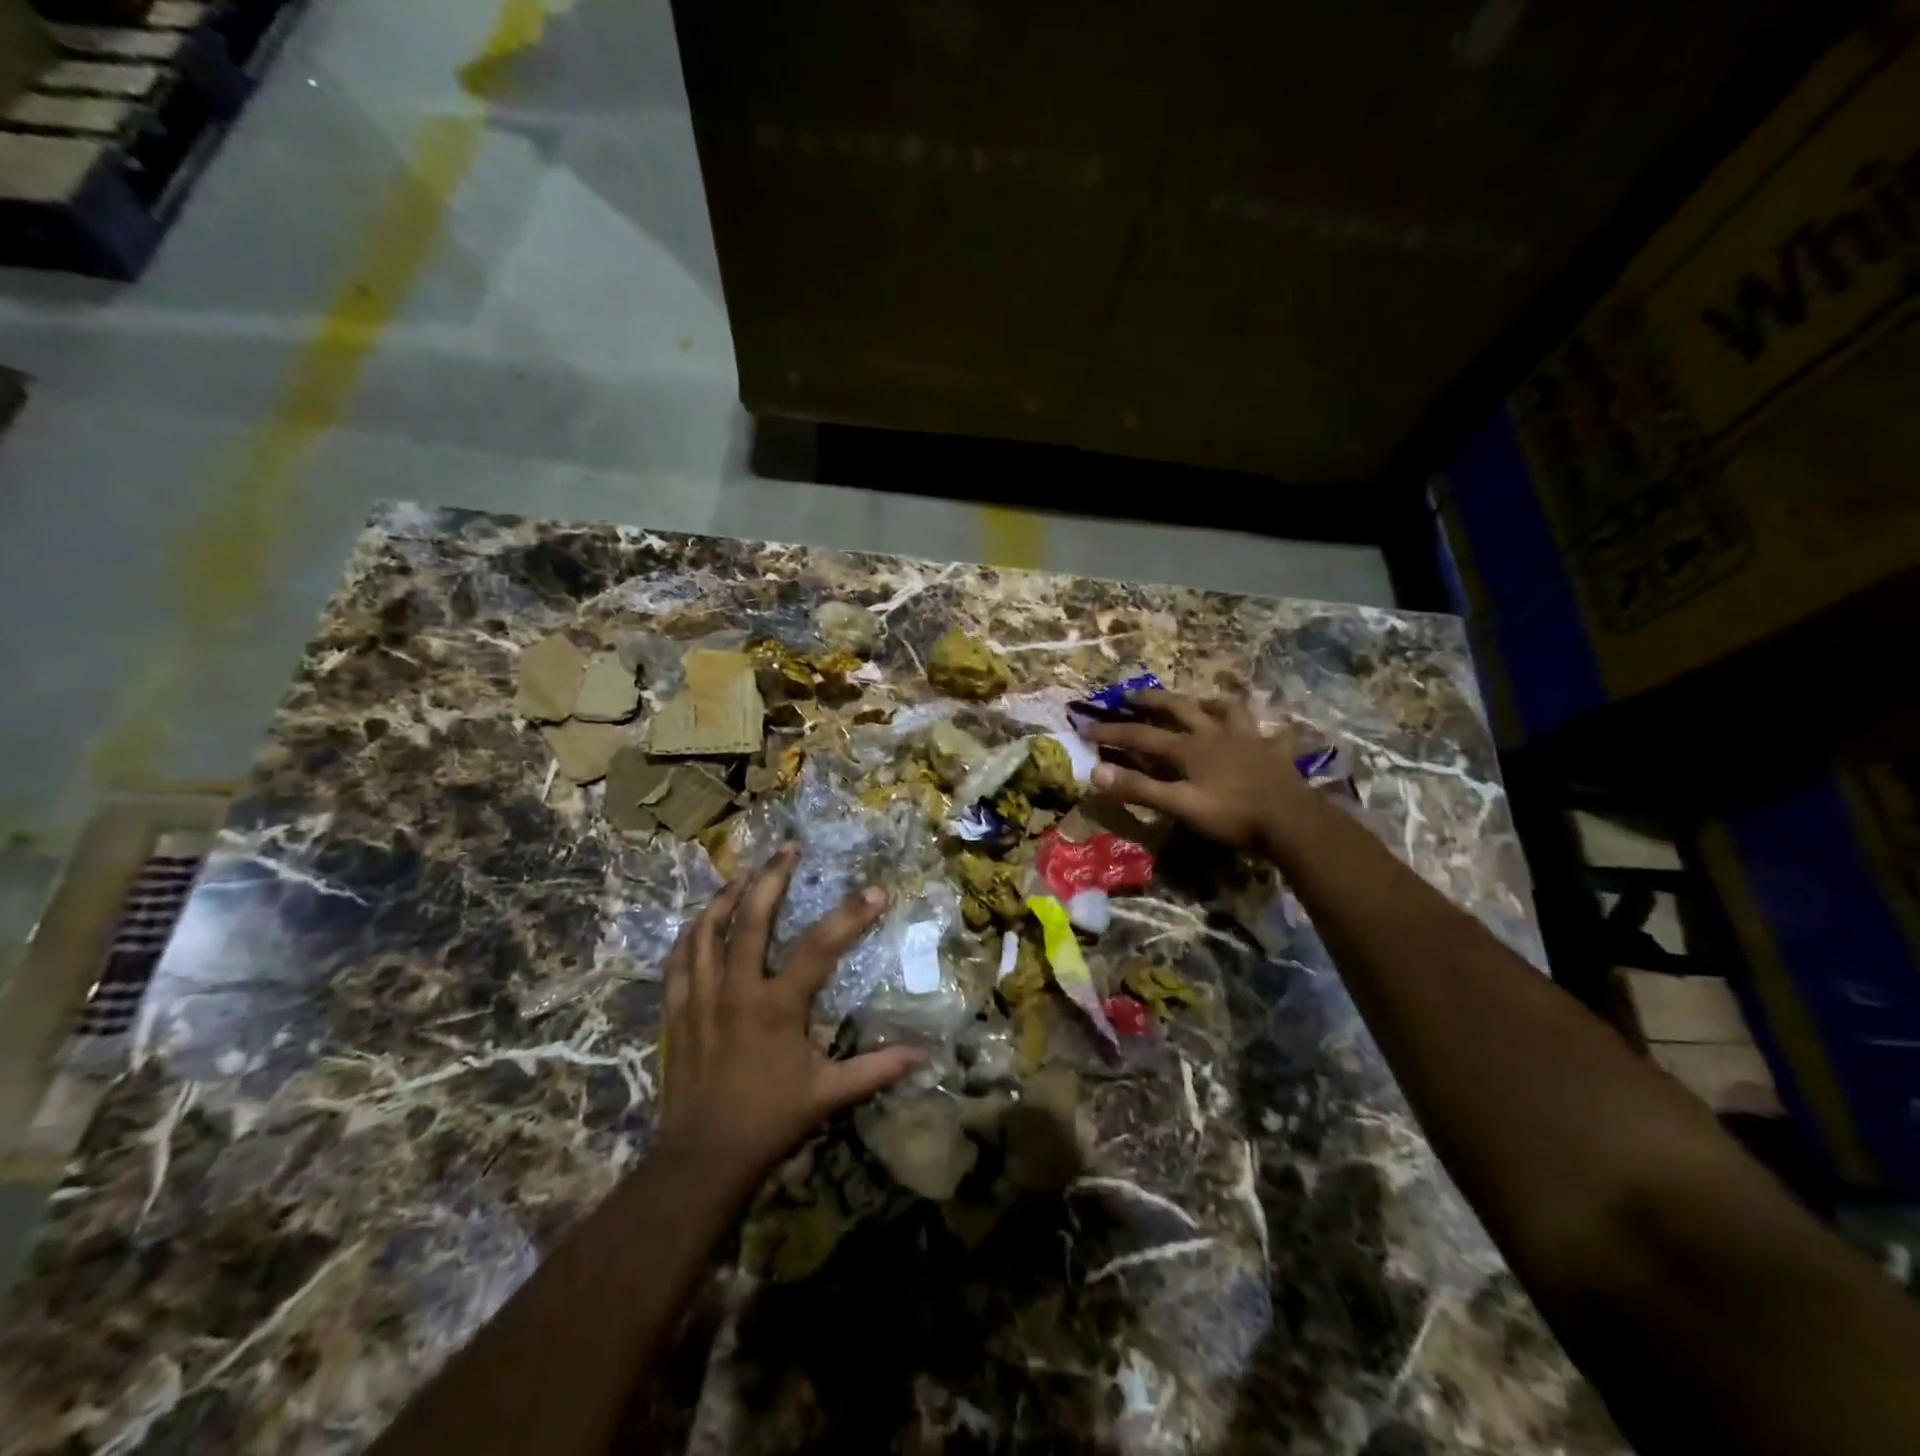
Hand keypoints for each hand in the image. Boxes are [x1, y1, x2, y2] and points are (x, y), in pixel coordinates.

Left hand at [654, 846, 922, 1186]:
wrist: (702, 1158)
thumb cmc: (770, 1122)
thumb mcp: (828, 1096)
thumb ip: (875, 1070)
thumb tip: (922, 1055)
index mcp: (777, 1007)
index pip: (819, 948)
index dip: (850, 916)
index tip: (875, 891)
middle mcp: (736, 991)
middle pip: (751, 919)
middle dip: (771, 878)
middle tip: (788, 849)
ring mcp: (700, 998)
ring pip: (707, 931)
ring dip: (726, 896)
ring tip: (744, 874)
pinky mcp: (676, 1012)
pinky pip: (677, 960)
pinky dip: (690, 934)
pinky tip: (701, 920)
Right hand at [1084, 690, 1321, 857]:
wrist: (1291, 821)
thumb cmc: (1231, 814)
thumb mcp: (1179, 805)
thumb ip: (1138, 789)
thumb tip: (1095, 773)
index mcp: (1188, 748)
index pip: (1141, 736)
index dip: (1113, 731)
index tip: (1087, 727)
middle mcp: (1214, 734)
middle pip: (1179, 708)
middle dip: (1152, 700)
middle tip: (1132, 694)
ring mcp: (1247, 739)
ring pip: (1226, 710)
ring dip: (1209, 702)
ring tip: (1200, 700)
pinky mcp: (1274, 752)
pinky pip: (1272, 733)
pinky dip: (1267, 728)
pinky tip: (1268, 729)